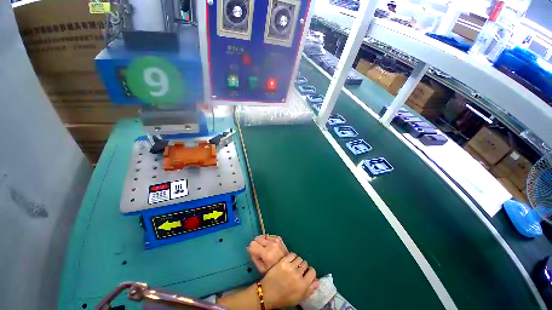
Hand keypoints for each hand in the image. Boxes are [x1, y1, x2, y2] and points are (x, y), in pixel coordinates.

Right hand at [247, 235, 288, 273]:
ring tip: (266, 249)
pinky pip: (268, 236)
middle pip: (257, 238)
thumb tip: (248, 247)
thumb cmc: (273, 270)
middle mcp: (271, 244)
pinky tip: (270, 247)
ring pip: (263, 236)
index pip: (252, 244)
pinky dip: (267, 240)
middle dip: (256, 244)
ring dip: (262, 242)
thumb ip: (253, 257)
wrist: (288, 266)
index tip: (254, 253)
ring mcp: (276, 240)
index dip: (251, 248)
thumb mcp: (261, 269)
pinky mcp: (279, 238)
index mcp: (266, 253)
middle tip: (260, 251)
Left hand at [260, 253, 318, 308]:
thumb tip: (317, 281)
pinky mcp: (283, 261)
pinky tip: (290, 260)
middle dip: (303, 267)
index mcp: (303, 285)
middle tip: (298, 270)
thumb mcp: (299, 298)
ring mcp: (290, 267)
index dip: (310, 271)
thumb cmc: (284, 298)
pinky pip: (292, 254)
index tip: (307, 273)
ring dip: (297, 261)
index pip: (312, 271)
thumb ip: (310, 289)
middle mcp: (298, 274)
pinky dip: (292, 256)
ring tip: (293, 265)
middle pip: (305, 264)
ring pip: (299, 258)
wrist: (268, 293)